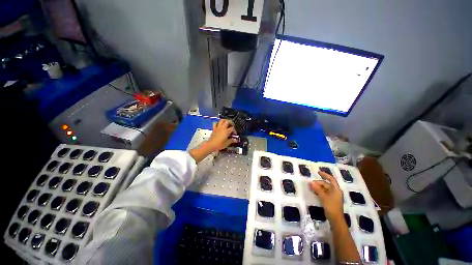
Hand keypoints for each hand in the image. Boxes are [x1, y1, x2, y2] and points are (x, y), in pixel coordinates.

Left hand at [207, 119, 236, 151]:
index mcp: (226, 131)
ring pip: (222, 120)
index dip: (234, 131)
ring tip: (226, 123)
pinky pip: (215, 123)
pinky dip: (217, 123)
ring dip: (225, 121)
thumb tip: (235, 140)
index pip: (232, 128)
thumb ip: (231, 140)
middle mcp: (222, 128)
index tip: (234, 134)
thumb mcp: (227, 143)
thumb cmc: (219, 144)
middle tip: (232, 125)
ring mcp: (218, 127)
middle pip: (228, 121)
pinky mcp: (214, 129)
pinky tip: (219, 125)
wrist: (211, 145)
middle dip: (231, 123)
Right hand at [309, 171, 343, 220]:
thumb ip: (317, 189)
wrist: (336, 219)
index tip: (318, 172)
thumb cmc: (331, 207)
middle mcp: (335, 191)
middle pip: (326, 184)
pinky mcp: (330, 200)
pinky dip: (319, 191)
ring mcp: (333, 196)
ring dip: (317, 187)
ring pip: (324, 189)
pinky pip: (324, 193)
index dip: (325, 175)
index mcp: (336, 189)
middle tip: (310, 183)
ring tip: (310, 187)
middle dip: (318, 183)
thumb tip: (310, 182)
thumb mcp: (323, 197)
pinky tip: (313, 192)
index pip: (331, 179)